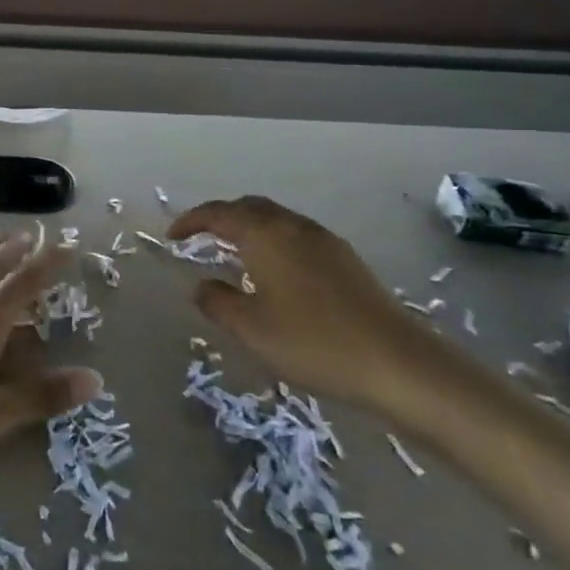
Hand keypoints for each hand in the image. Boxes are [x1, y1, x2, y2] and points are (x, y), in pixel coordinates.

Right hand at [169, 196, 438, 411]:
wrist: (397, 363)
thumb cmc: (314, 343)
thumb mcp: (251, 329)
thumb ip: (218, 303)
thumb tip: (202, 286)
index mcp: (266, 235)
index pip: (219, 213)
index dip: (191, 221)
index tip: (172, 236)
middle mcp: (294, 227)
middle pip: (250, 207)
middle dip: (221, 217)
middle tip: (200, 238)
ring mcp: (324, 240)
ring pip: (276, 219)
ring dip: (249, 228)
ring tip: (233, 253)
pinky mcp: (345, 258)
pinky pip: (296, 235)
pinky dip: (273, 241)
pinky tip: (274, 272)